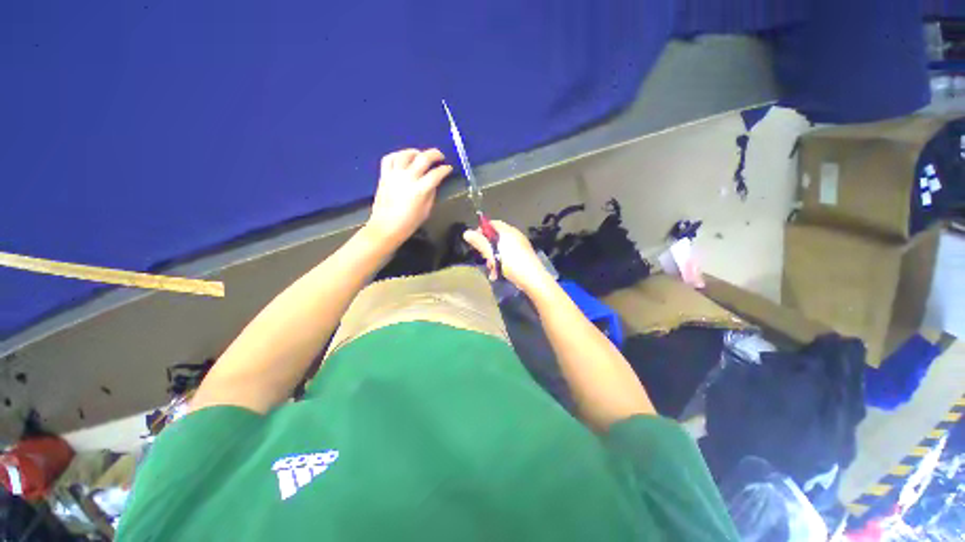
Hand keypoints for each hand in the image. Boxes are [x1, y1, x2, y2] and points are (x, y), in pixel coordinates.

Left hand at [365, 148, 451, 248]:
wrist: (386, 227)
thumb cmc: (409, 223)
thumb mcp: (426, 210)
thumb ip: (431, 193)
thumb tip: (433, 182)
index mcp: (420, 190)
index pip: (436, 174)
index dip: (445, 169)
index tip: (449, 169)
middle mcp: (407, 178)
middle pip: (423, 158)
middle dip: (435, 154)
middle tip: (440, 156)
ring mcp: (394, 175)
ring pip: (405, 154)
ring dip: (416, 152)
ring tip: (421, 155)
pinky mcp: (383, 175)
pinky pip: (389, 158)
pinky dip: (397, 155)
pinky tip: (403, 158)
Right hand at [463, 220, 553, 293]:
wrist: (533, 279)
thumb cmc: (511, 264)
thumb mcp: (492, 253)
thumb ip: (479, 242)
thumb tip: (466, 232)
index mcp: (508, 231)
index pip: (492, 224)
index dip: (482, 230)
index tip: (475, 241)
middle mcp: (515, 236)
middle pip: (496, 237)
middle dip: (487, 248)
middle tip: (484, 259)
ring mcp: (521, 246)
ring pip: (501, 249)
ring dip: (493, 259)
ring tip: (492, 270)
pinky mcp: (524, 256)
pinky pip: (509, 256)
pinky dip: (502, 263)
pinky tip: (499, 274)